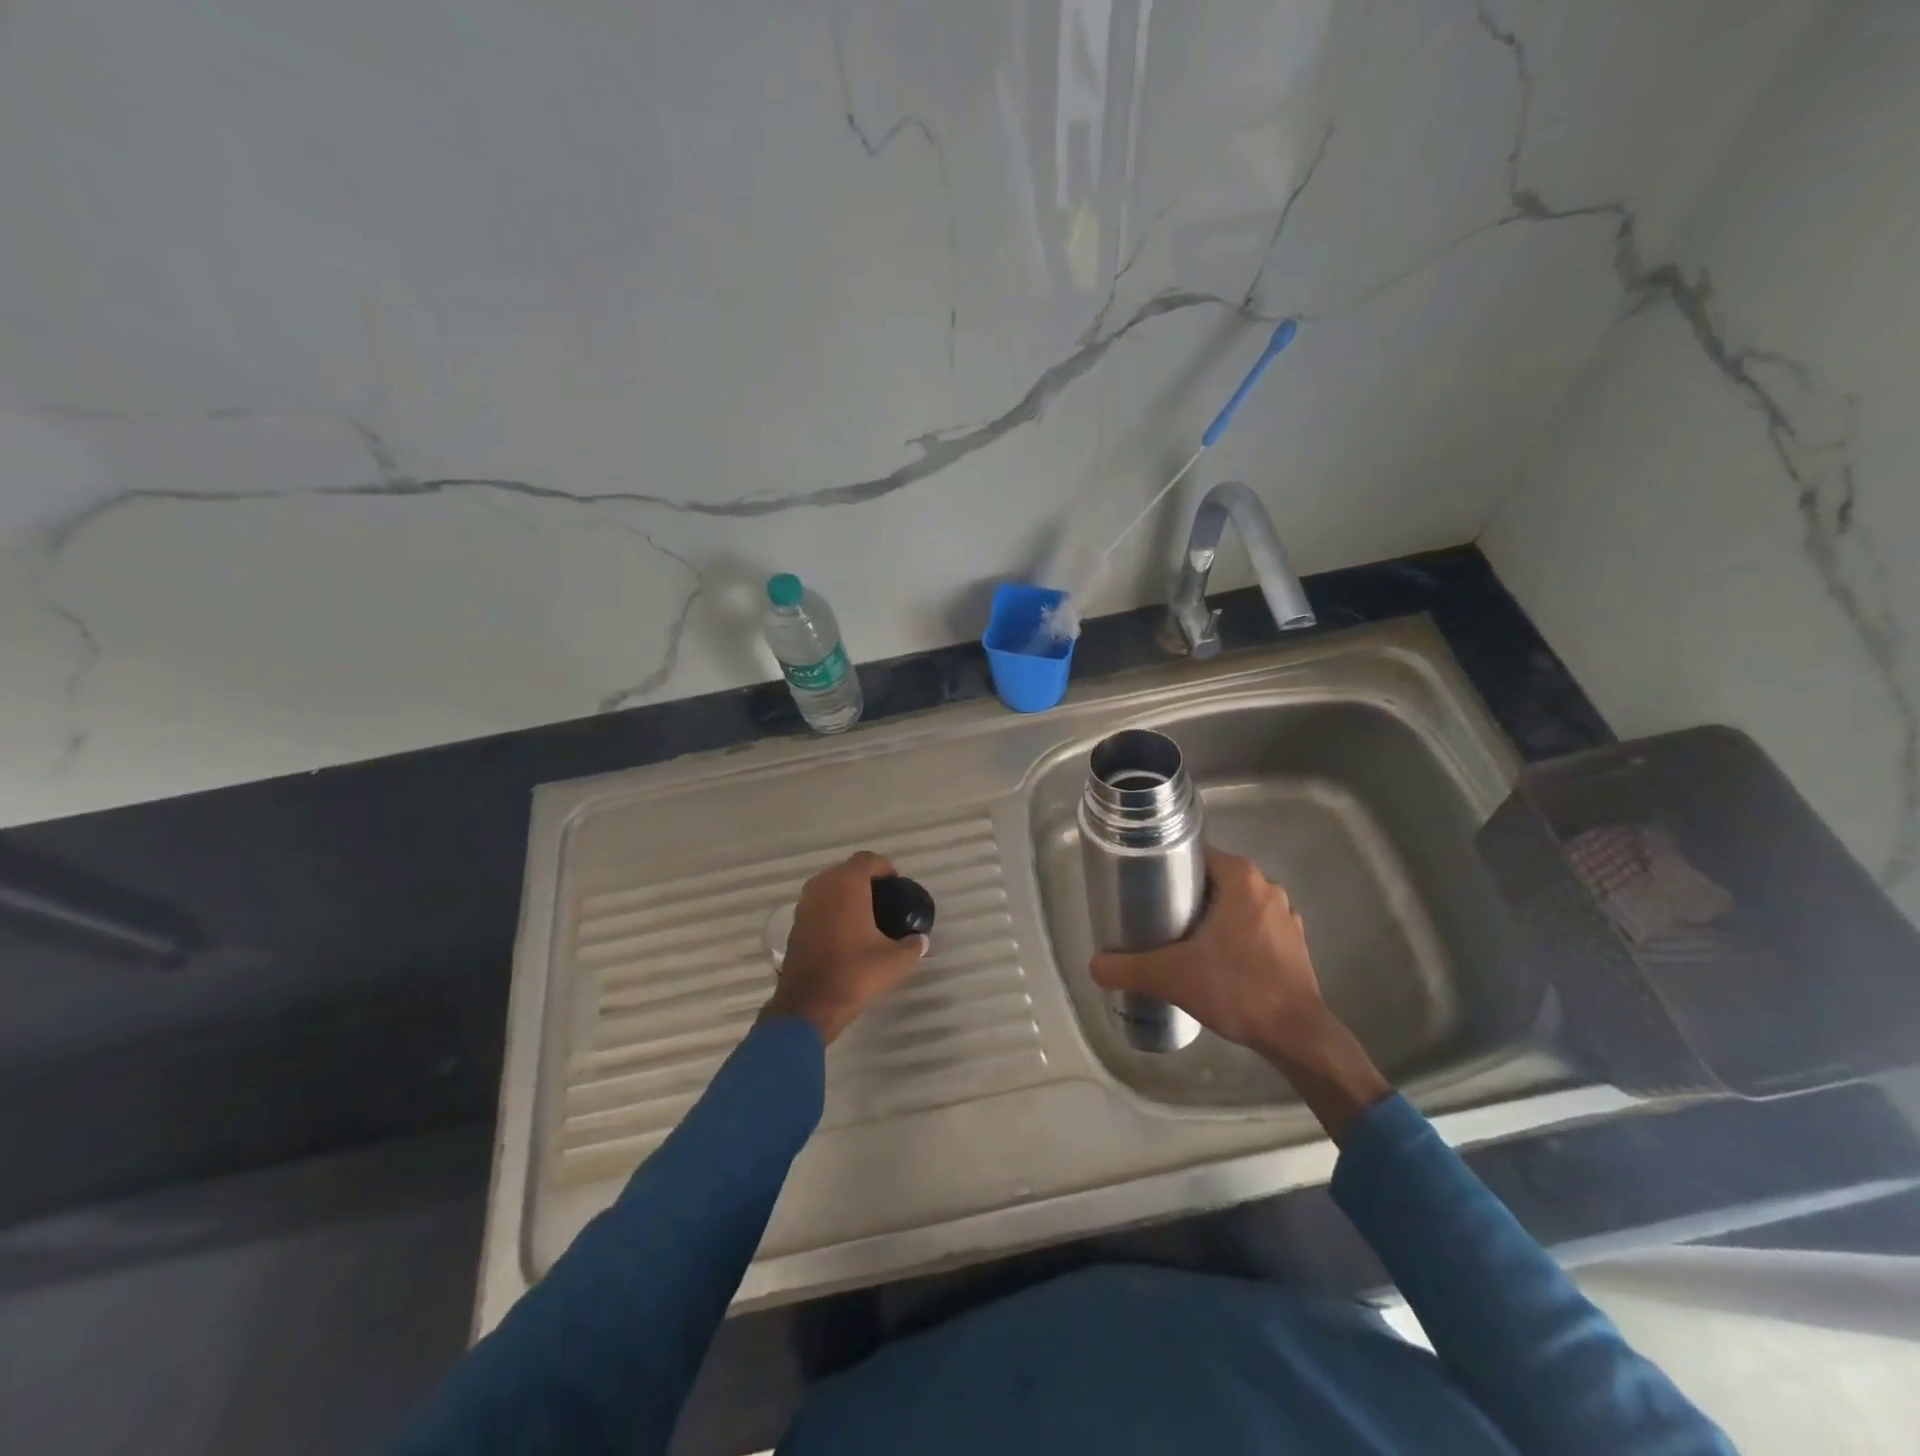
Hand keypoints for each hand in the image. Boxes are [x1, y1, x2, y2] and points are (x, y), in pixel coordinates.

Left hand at [762, 851, 927, 1043]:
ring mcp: (804, 904)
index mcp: (847, 884)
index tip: (898, 886)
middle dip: (866, 880)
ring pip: (830, 886)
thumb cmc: (854, 974)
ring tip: (866, 915)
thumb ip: (913, 945)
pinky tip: (846, 931)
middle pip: (847, 870)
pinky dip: (832, 909)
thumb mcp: (895, 961)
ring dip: (847, 894)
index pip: (868, 860)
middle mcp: (822, 886)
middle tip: (885, 899)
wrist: (808, 1005)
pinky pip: (819, 904)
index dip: (885, 868)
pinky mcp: (795, 924)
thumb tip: (920, 940)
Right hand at [1090, 847, 1324, 1059]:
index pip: (1197, 855)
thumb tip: (1093, 965)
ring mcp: (1286, 917)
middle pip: (1214, 880)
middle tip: (1155, 917)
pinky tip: (1215, 962)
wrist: (1297, 1036)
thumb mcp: (1171, 976)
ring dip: (1211, 917)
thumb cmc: (1237, 989)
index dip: (1168, 868)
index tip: (1146, 888)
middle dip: (1186, 895)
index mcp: (1242, 879)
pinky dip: (1234, 937)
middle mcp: (1268, 888)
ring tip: (1180, 941)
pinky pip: (1254, 927)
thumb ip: (1127, 968)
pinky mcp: (1295, 944)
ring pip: (1235, 905)